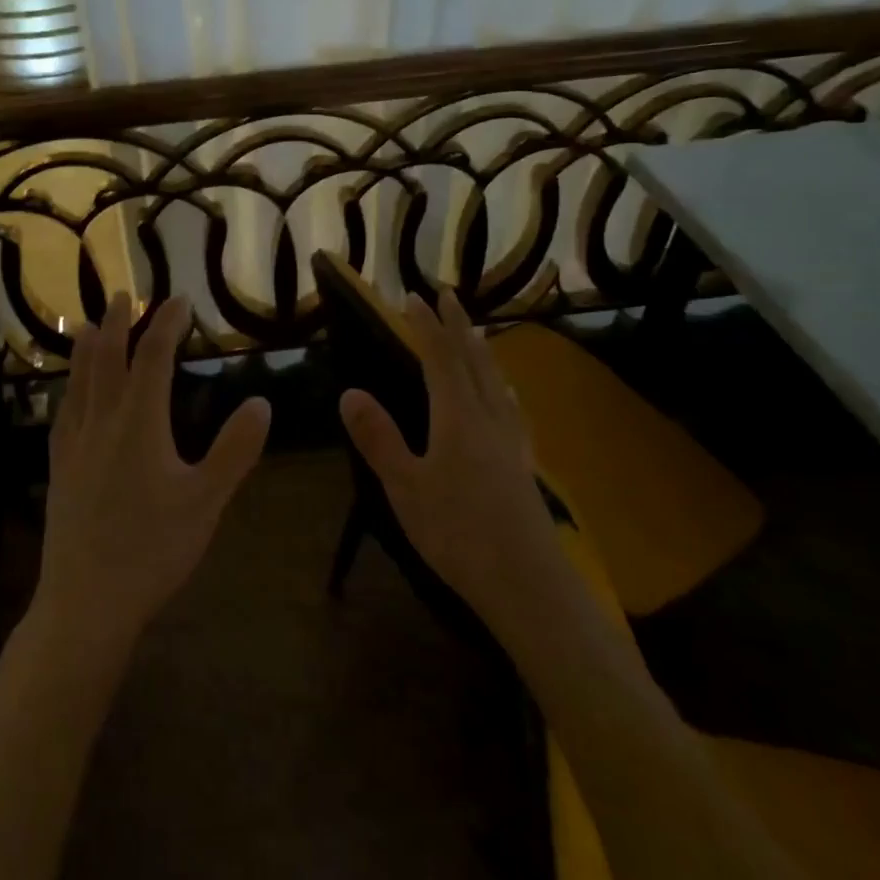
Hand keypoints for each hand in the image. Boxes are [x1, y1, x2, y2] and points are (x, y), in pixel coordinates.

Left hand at [35, 293, 271, 652]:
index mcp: (140, 423)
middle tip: (124, 295)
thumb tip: (261, 402)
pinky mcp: (60, 469)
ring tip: (91, 326)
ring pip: (80, 382)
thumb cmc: (152, 549)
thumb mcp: (206, 501)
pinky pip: (63, 413)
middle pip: (108, 359)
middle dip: (119, 323)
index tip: (179, 300)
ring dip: (88, 349)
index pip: (153, 358)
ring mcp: (76, 445)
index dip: (166, 324)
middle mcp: (103, 422)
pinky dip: (70, 389)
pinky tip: (69, 394)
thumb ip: (235, 450)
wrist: (86, 600)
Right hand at [338, 290, 558, 624]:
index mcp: (457, 417)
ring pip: (496, 381)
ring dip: (482, 350)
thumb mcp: (405, 488)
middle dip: (458, 325)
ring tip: (476, 332)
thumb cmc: (458, 533)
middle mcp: (488, 418)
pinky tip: (507, 396)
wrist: (529, 584)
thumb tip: (350, 391)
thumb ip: (379, 438)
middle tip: (449, 295)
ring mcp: (511, 441)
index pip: (439, 358)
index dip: (426, 326)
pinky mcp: (523, 465)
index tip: (413, 296)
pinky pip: (512, 409)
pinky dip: (502, 388)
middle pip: (474, 360)